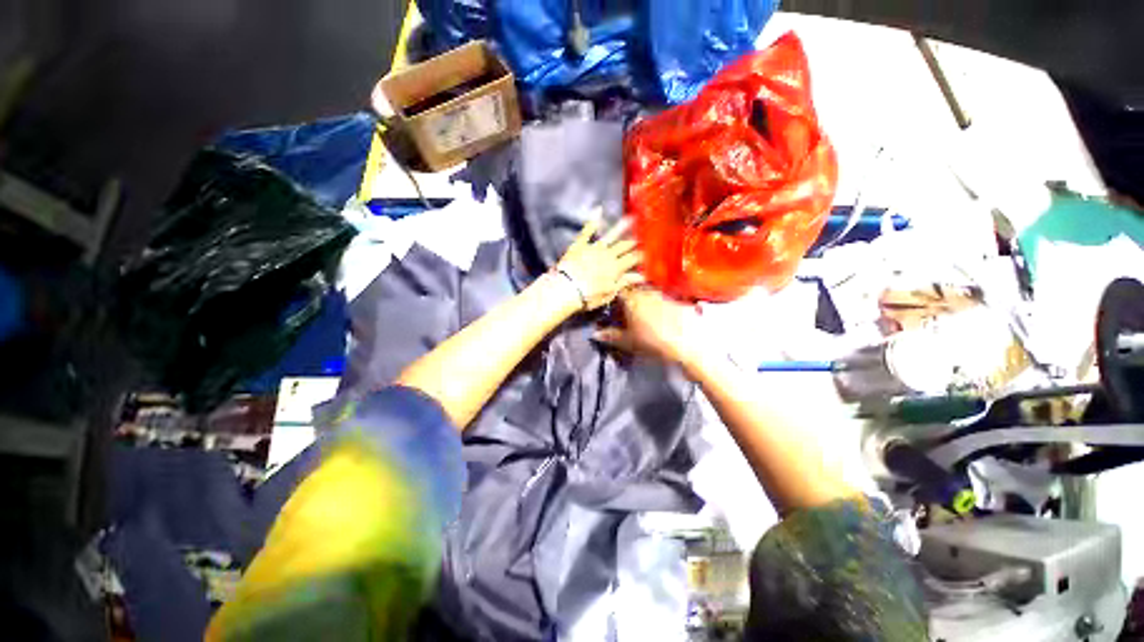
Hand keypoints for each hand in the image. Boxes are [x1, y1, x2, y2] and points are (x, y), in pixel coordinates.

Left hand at [553, 213, 644, 310]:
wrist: (567, 289)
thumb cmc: (589, 296)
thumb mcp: (609, 293)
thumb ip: (624, 282)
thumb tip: (641, 277)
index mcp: (616, 268)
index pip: (633, 259)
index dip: (641, 255)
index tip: (648, 252)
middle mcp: (608, 255)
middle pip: (624, 246)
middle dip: (633, 241)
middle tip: (641, 236)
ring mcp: (593, 248)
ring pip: (611, 235)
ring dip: (621, 227)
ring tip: (630, 218)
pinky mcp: (580, 245)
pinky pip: (587, 231)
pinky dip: (593, 220)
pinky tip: (598, 210)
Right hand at [594, 287, 709, 370]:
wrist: (686, 343)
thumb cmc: (652, 342)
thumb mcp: (628, 342)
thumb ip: (611, 336)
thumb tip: (594, 334)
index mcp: (632, 300)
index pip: (619, 290)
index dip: (614, 295)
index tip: (612, 302)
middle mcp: (646, 293)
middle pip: (634, 289)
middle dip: (629, 296)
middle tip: (626, 307)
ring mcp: (663, 295)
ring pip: (649, 292)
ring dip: (644, 298)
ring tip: (643, 311)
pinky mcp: (677, 300)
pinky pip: (664, 298)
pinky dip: (659, 303)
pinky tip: (661, 314)